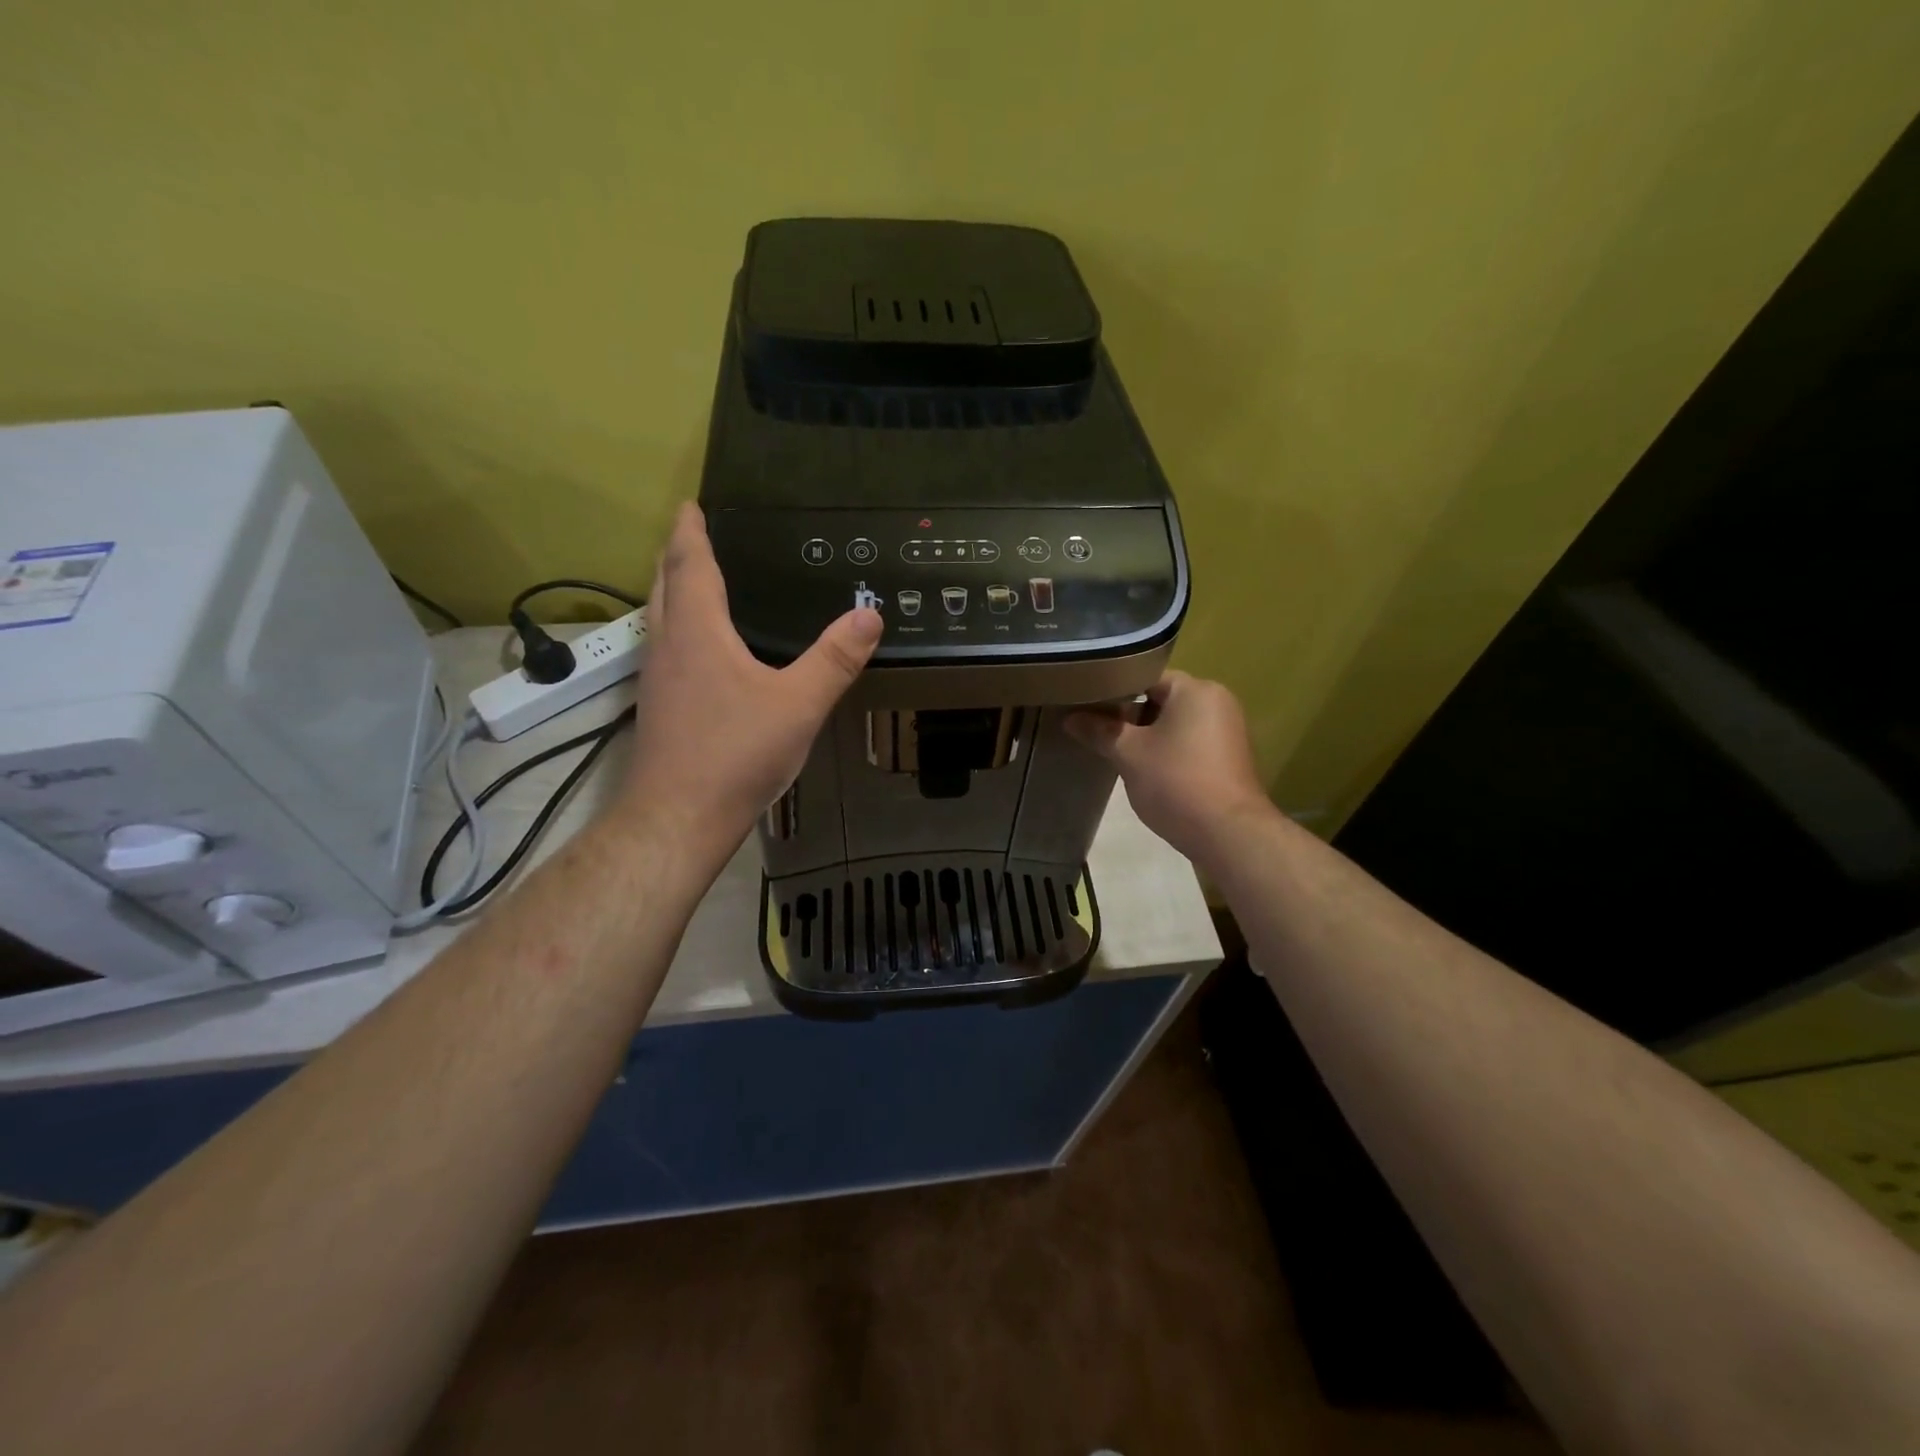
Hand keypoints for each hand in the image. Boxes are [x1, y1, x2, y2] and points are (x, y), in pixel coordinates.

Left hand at [621, 503, 881, 865]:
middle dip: (677, 554)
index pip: (691, 565)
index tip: (691, 505)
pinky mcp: (659, 707)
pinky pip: (664, 647)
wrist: (678, 817)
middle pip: (665, 585)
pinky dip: (677, 627)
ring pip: (659, 617)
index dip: (692, 532)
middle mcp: (668, 646)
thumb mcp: (799, 704)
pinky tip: (700, 649)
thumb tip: (870, 614)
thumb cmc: (736, 753)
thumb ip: (834, 659)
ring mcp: (657, 678)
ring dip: (672, 590)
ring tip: (694, 581)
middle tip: (693, 534)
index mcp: (698, 632)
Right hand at [1065, 671, 1273, 863]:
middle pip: (1161, 699)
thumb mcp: (1128, 754)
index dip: (1113, 691)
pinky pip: (1190, 742)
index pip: (1144, 676)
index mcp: (1195, 689)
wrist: (1228, 833)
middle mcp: (1217, 700)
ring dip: (1147, 736)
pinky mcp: (1229, 757)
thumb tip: (1070, 718)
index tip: (1087, 706)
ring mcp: (1228, 730)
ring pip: (1175, 723)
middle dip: (1129, 716)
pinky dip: (1168, 751)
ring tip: (1116, 752)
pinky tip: (1146, 771)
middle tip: (1097, 731)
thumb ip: (1099, 731)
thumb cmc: (1176, 782)